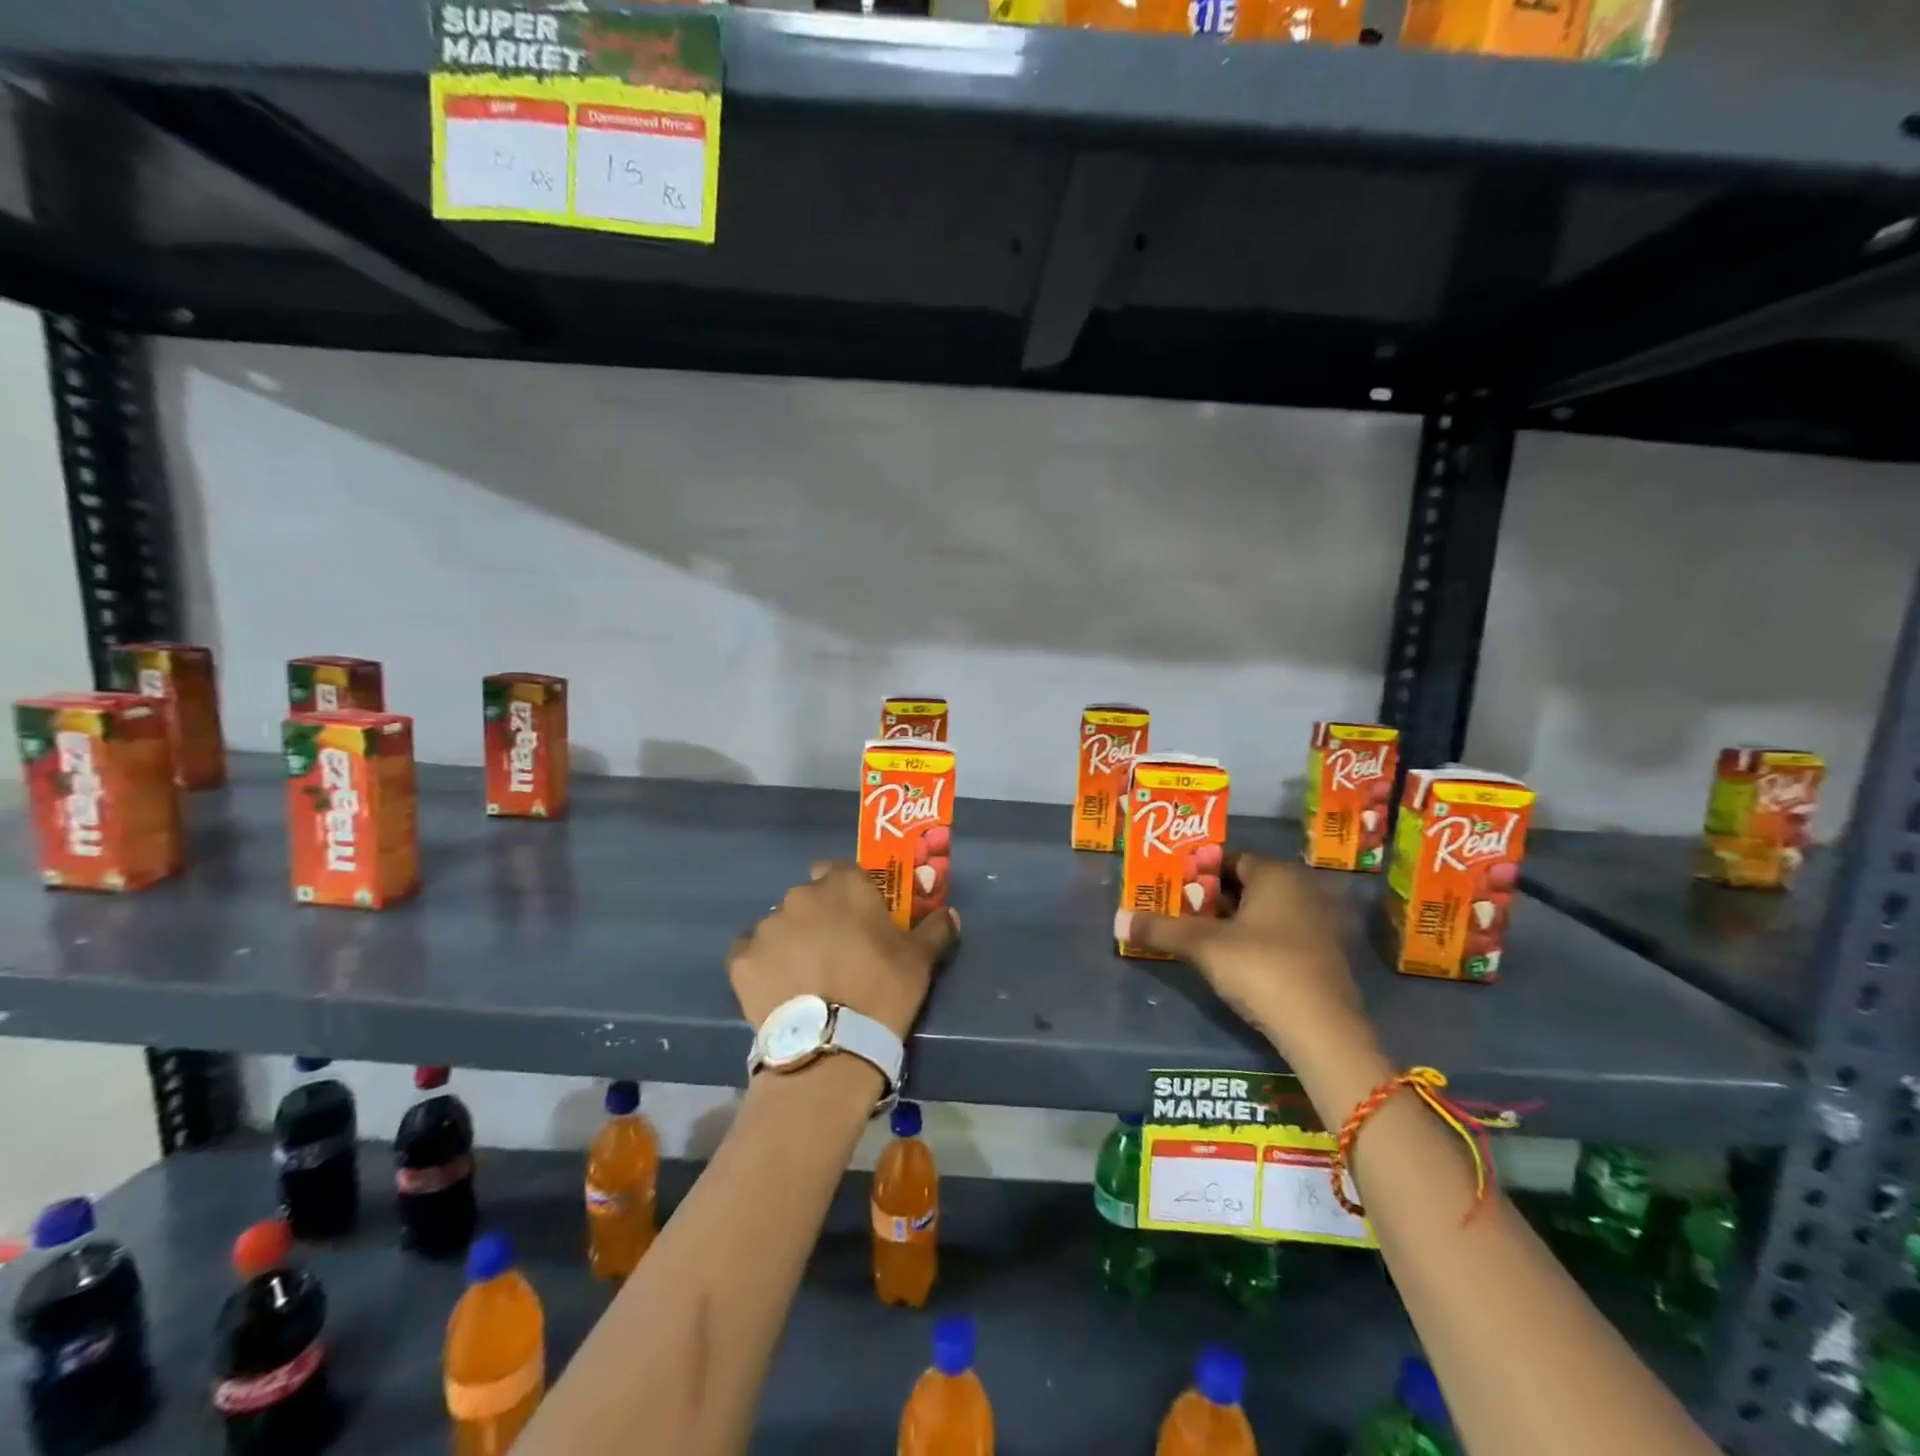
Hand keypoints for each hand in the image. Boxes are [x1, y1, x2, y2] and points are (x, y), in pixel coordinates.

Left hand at [729, 861, 958, 1040]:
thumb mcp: (920, 960)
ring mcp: (767, 926)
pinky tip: (778, 990)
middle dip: (819, 917)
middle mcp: (801, 896)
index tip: (856, 915)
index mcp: (844, 885)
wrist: (831, 1044)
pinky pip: (751, 954)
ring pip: (779, 926)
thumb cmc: (883, 989)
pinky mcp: (740, 959)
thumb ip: (935, 929)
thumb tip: (950, 913)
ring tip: (805, 979)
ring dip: (791, 941)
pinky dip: (762, 966)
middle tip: (835, 951)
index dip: (846, 889)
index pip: (838, 868)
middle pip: (808, 897)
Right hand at [1116, 851, 1373, 1065]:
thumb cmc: (1261, 968)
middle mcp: (1301, 888)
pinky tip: (1229, 959)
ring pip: (1260, 910)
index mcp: (1276, 873)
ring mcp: (1316, 922)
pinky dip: (1251, 938)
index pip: (1227, 857)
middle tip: (1175, 909)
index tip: (1168, 886)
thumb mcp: (1203, 946)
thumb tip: (1118, 920)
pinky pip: (1277, 932)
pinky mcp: (1322, 954)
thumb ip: (1160, 930)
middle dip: (1208, 896)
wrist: (1322, 1029)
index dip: (1194, 870)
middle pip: (1243, 883)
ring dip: (1228, 920)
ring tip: (1193, 934)